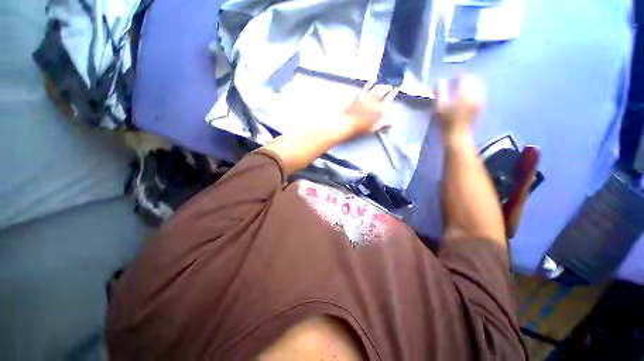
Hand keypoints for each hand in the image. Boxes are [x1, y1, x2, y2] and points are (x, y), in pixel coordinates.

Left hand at [343, 82, 397, 137]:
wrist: (347, 124)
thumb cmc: (360, 129)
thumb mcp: (373, 129)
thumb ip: (382, 125)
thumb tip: (391, 123)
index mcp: (379, 111)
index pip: (388, 99)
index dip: (393, 93)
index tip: (396, 90)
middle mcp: (373, 102)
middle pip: (383, 92)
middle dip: (387, 88)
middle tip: (390, 86)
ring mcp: (365, 98)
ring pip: (375, 89)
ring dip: (381, 85)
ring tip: (384, 84)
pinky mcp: (358, 97)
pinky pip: (365, 88)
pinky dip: (370, 83)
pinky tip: (373, 81)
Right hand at [433, 75, 483, 142]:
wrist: (458, 137)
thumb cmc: (446, 122)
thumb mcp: (439, 107)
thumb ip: (440, 92)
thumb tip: (441, 81)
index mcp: (465, 93)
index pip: (465, 77)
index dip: (458, 75)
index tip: (452, 77)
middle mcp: (475, 94)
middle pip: (473, 80)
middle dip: (465, 79)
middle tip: (456, 82)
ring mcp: (479, 100)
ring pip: (477, 86)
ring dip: (469, 85)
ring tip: (460, 89)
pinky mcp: (480, 107)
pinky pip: (478, 93)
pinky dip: (472, 91)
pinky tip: (465, 97)